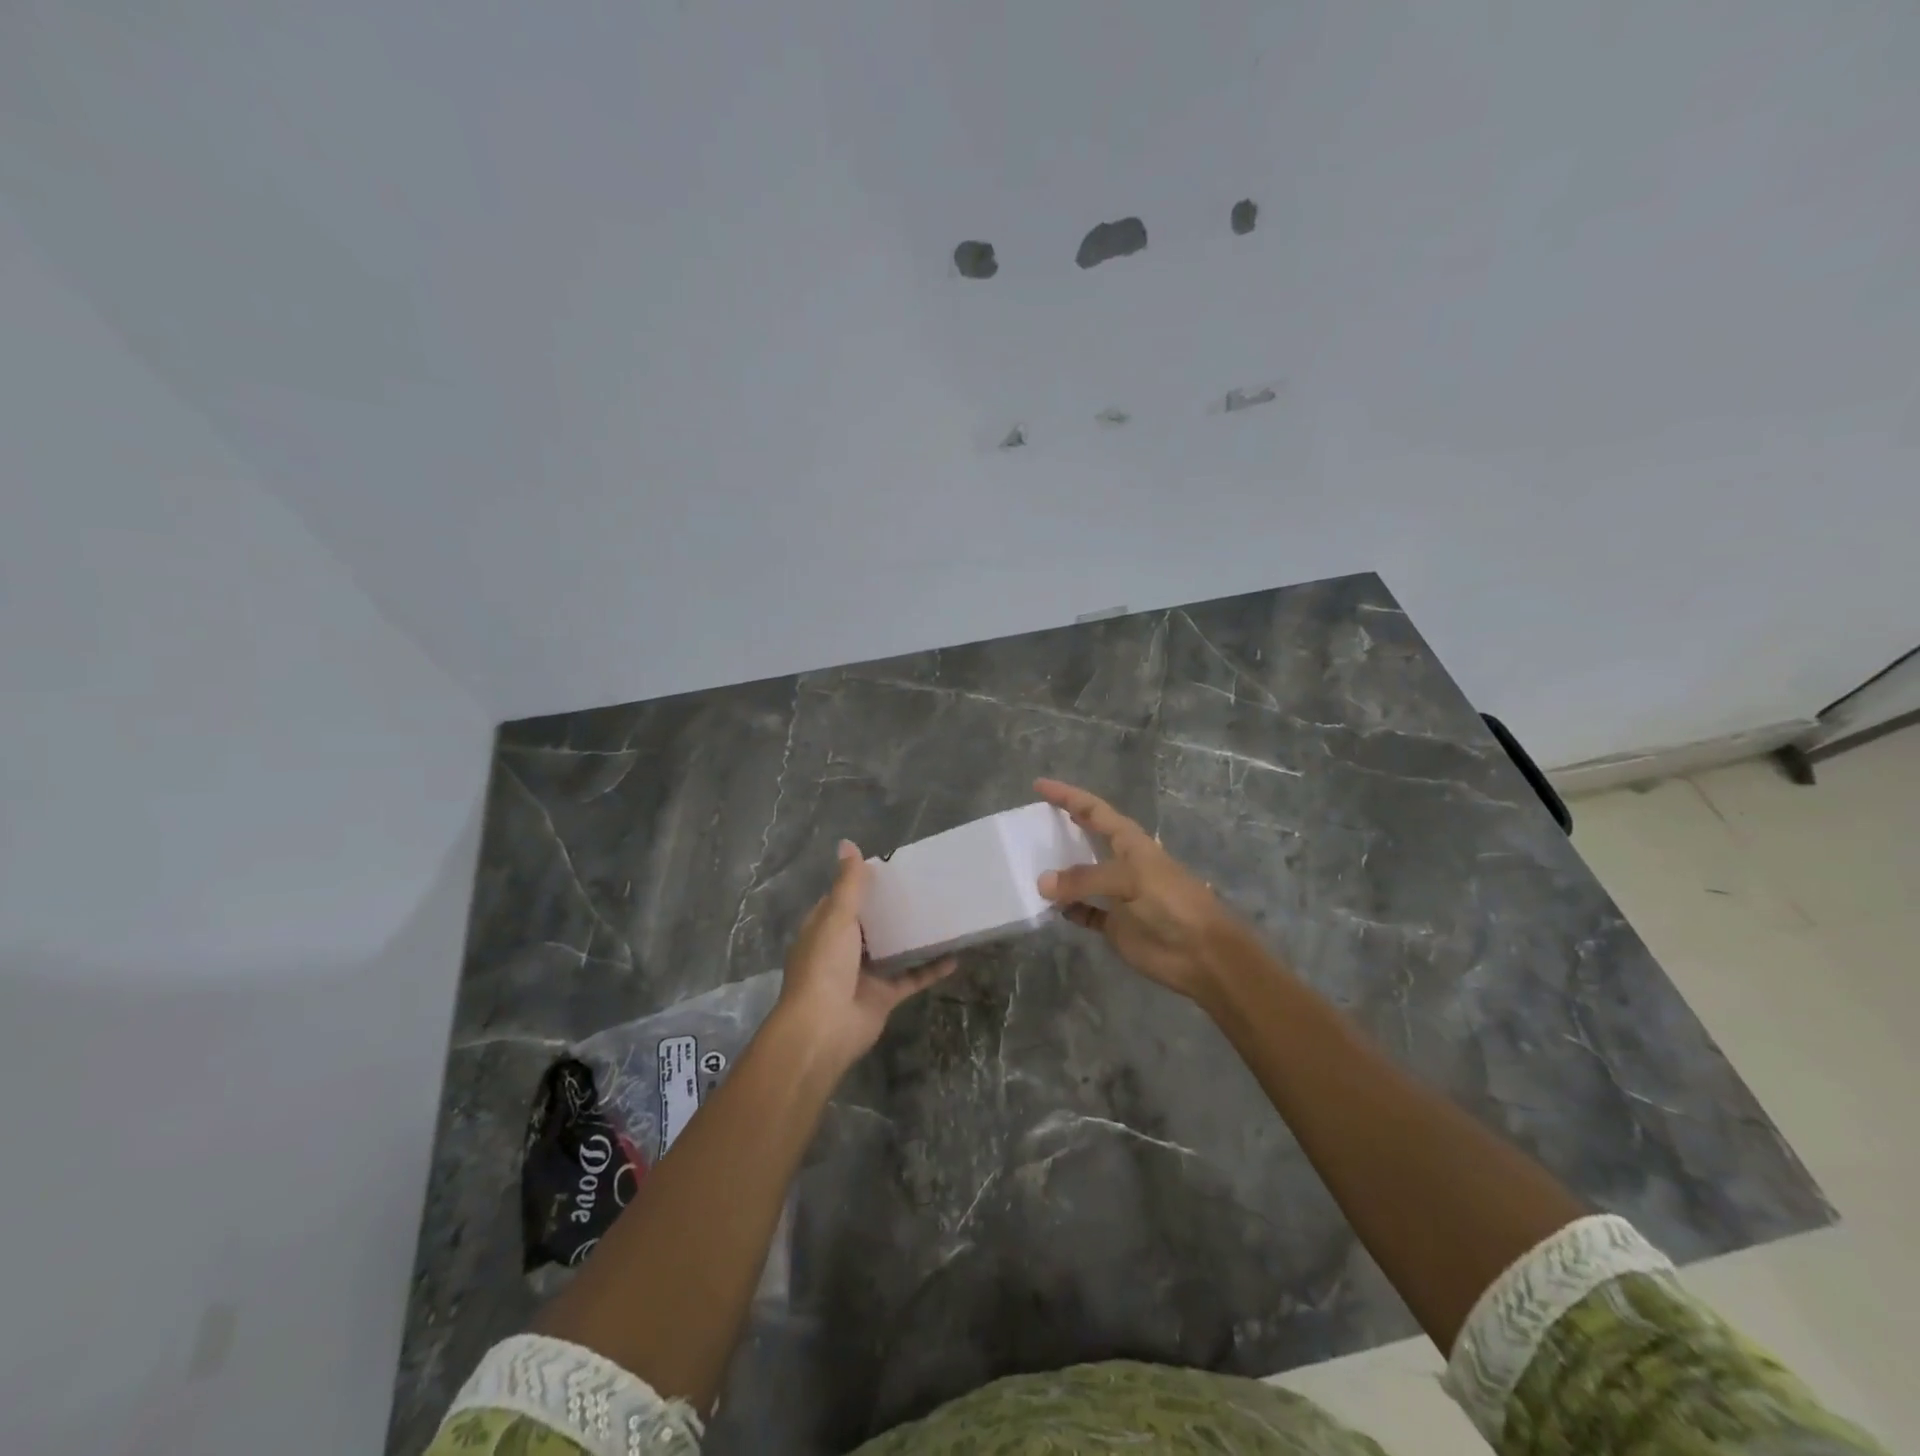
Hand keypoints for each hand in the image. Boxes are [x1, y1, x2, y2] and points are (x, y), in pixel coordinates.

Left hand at [774, 840, 955, 1068]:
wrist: (824, 1028)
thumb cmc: (825, 965)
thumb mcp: (836, 917)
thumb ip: (848, 883)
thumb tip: (847, 843)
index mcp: (824, 928)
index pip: (841, 899)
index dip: (861, 884)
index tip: (891, 869)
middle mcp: (842, 949)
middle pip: (869, 923)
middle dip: (891, 908)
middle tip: (924, 886)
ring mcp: (864, 974)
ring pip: (892, 949)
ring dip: (912, 936)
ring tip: (941, 914)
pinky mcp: (883, 997)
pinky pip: (910, 978)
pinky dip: (930, 969)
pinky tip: (954, 956)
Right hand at [1034, 778, 1250, 1000]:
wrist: (1202, 953)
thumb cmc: (1171, 903)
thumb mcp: (1129, 880)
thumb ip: (1084, 879)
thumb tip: (1042, 883)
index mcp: (1130, 842)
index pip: (1093, 809)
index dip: (1067, 795)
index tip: (1039, 785)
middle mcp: (1122, 863)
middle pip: (1086, 838)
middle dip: (1061, 828)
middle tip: (1028, 824)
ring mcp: (1117, 895)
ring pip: (1081, 877)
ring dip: (1059, 873)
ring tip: (1027, 865)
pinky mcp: (1114, 924)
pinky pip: (1084, 912)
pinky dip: (1068, 910)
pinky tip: (1049, 908)